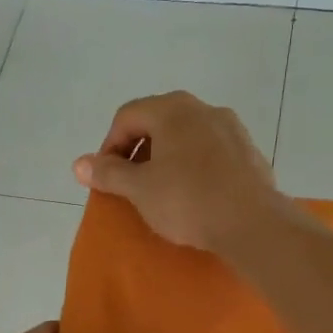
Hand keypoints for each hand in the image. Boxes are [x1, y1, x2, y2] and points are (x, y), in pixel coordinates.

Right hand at [71, 91, 284, 253]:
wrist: (253, 223)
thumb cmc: (188, 201)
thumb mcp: (139, 190)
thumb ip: (108, 173)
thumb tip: (79, 164)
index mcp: (172, 109)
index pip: (127, 116)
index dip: (109, 146)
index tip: (106, 177)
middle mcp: (203, 108)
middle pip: (157, 121)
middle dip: (138, 150)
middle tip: (130, 183)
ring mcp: (231, 128)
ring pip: (185, 135)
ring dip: (165, 157)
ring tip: (160, 189)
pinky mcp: (248, 152)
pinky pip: (210, 151)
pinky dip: (193, 166)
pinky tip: (194, 194)